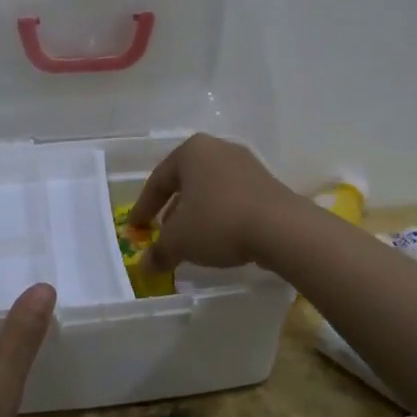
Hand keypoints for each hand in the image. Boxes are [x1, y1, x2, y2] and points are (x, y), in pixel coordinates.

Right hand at [126, 133, 301, 272]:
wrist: (281, 228)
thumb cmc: (218, 222)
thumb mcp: (179, 241)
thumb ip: (158, 252)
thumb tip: (144, 266)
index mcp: (191, 151)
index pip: (158, 180)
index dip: (143, 207)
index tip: (135, 228)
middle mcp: (217, 149)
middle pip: (185, 182)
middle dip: (171, 209)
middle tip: (161, 232)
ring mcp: (245, 164)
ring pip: (209, 190)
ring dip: (196, 213)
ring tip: (189, 239)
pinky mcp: (266, 183)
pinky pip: (232, 198)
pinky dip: (219, 215)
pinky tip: (218, 238)